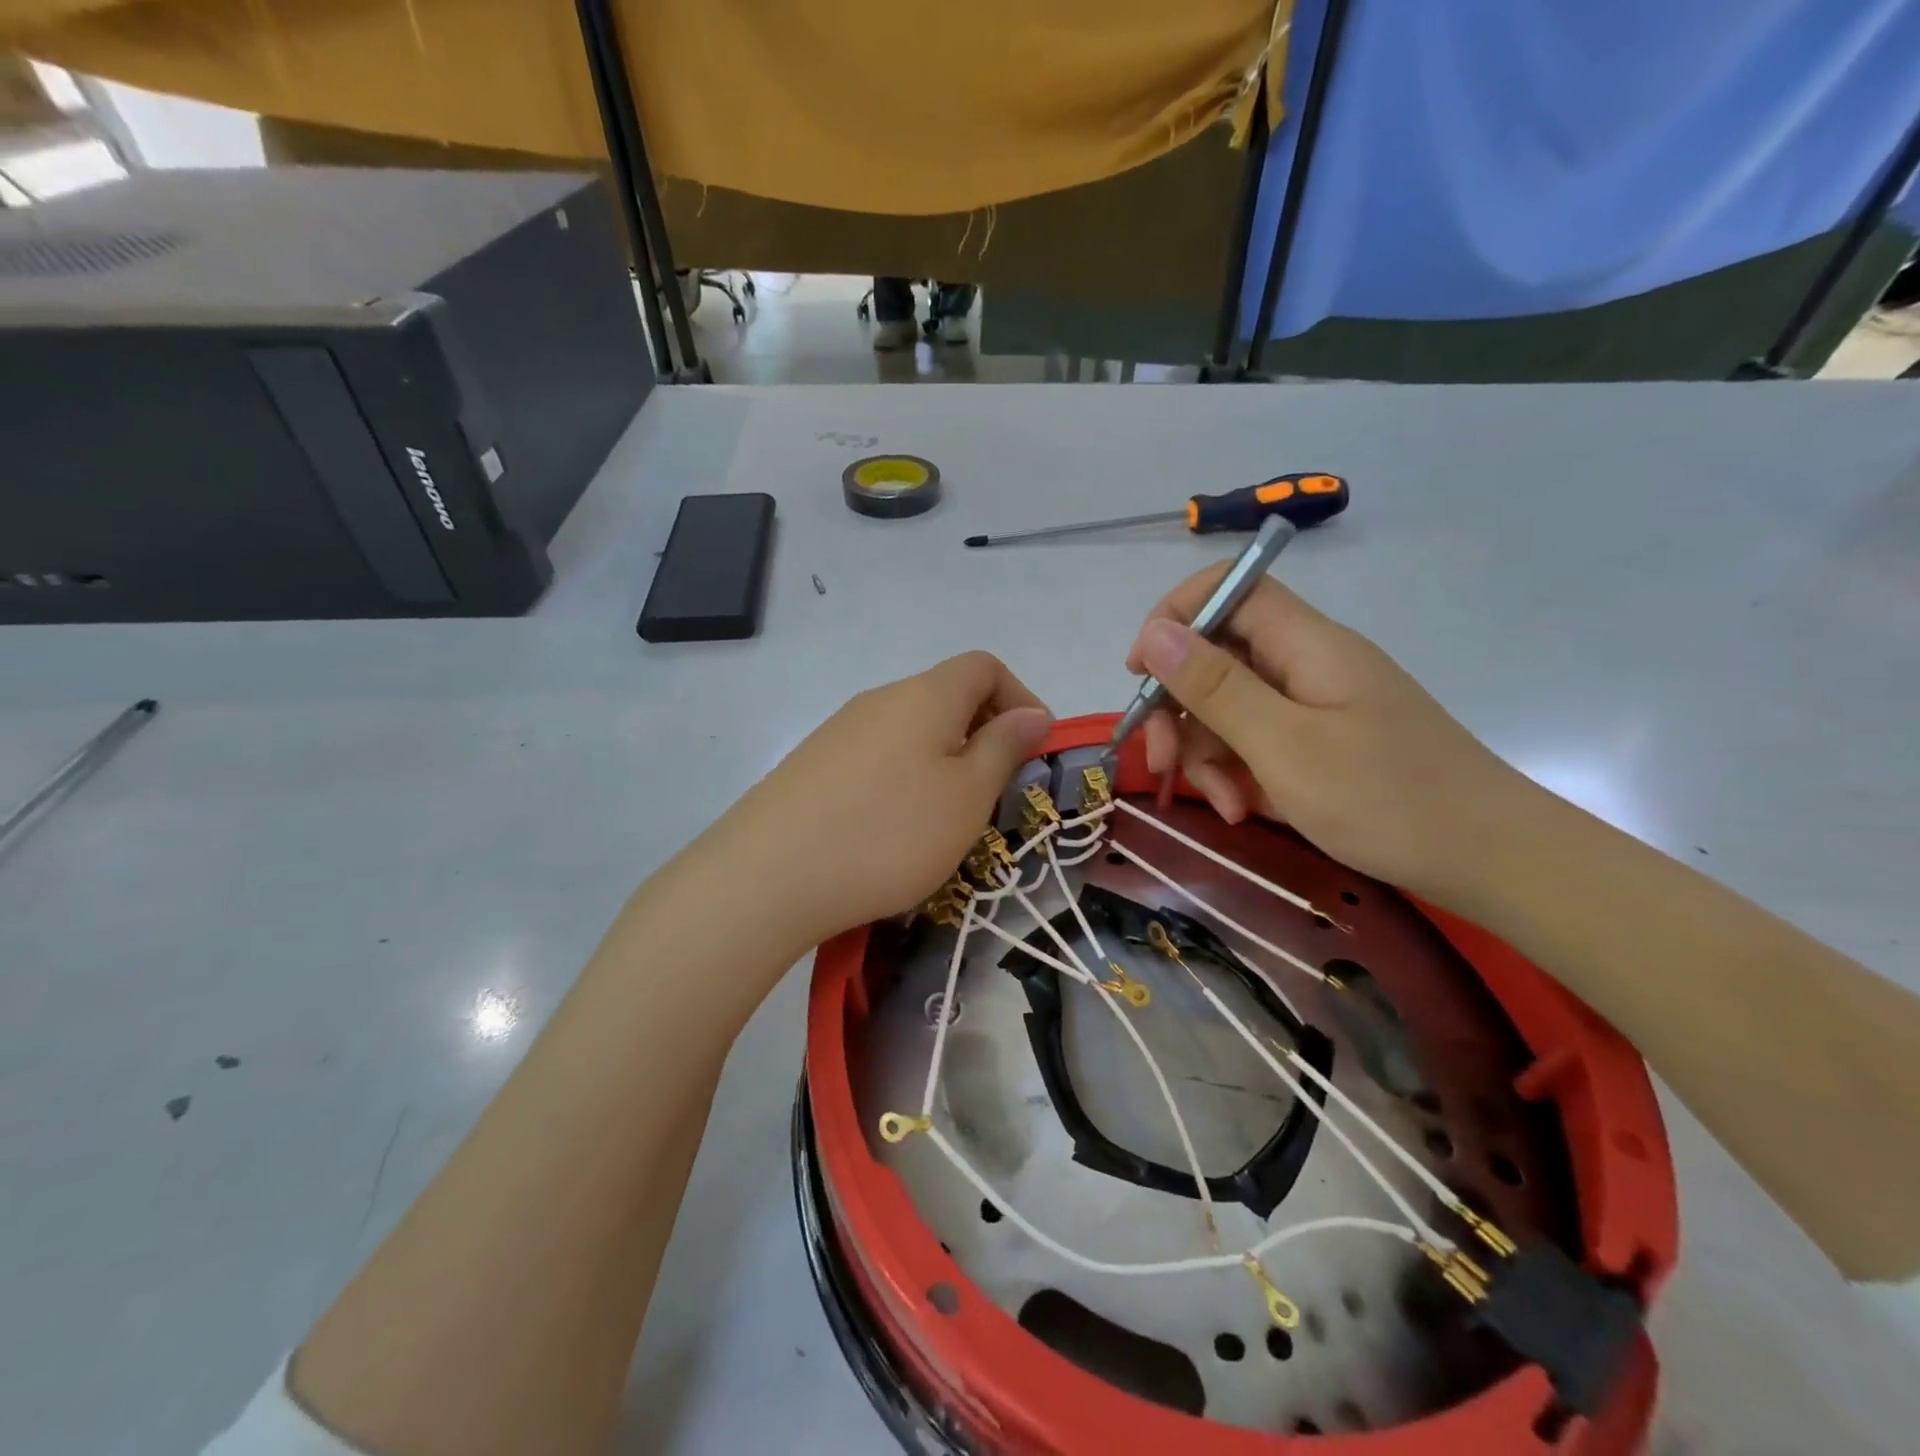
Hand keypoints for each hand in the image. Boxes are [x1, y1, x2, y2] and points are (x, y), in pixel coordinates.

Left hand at [710, 652, 1051, 944]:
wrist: (769, 876)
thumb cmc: (890, 833)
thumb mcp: (967, 796)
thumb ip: (1004, 748)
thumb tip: (1033, 713)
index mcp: (925, 695)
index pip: (984, 666)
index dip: (1020, 698)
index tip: (1033, 750)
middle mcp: (880, 699)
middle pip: (946, 697)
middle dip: (983, 736)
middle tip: (994, 794)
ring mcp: (839, 731)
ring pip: (910, 732)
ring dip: (942, 763)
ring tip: (945, 822)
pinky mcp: (812, 765)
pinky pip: (876, 758)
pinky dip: (902, 781)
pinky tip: (891, 831)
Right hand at [1126, 566, 1539, 902]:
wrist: (1493, 862)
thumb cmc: (1386, 799)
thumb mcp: (1284, 746)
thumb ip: (1216, 687)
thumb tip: (1157, 633)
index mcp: (1306, 644)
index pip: (1229, 588)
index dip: (1175, 617)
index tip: (1140, 673)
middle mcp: (1307, 664)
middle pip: (1218, 656)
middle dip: (1179, 708)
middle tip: (1161, 761)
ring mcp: (1316, 705)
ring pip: (1231, 707)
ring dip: (1208, 753)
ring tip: (1223, 803)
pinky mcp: (1322, 743)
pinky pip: (1259, 741)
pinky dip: (1240, 772)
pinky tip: (1244, 809)